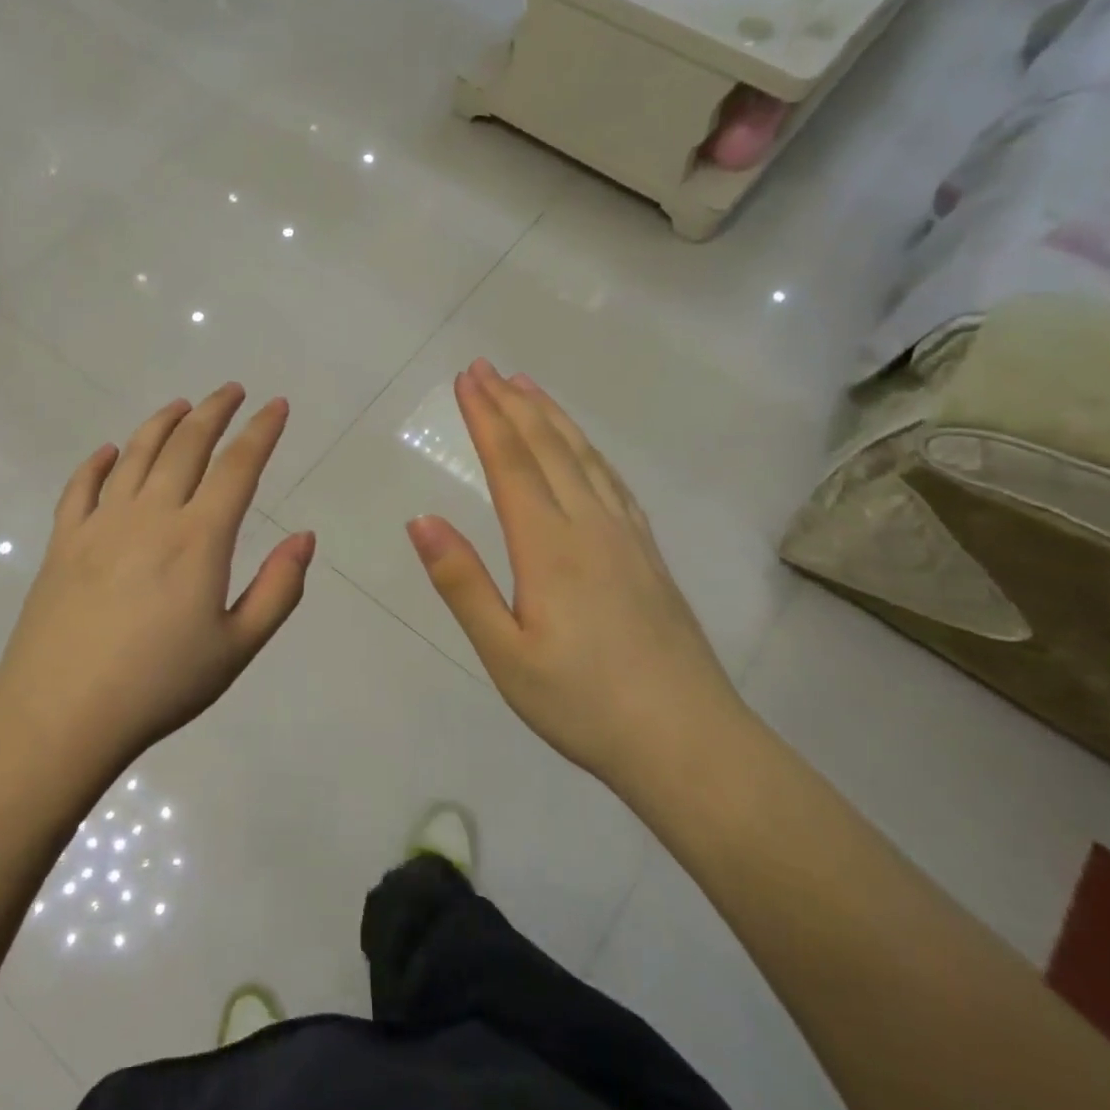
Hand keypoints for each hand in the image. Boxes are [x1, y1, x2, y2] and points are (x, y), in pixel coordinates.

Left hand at [0, 384, 315, 773]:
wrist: (61, 715)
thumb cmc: (159, 685)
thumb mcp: (237, 648)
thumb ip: (279, 590)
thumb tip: (305, 537)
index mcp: (198, 539)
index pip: (237, 467)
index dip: (261, 432)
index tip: (276, 406)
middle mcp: (150, 515)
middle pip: (186, 445)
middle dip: (214, 411)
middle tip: (232, 390)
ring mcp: (100, 524)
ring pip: (135, 454)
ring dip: (162, 423)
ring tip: (181, 405)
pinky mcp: (63, 541)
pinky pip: (80, 486)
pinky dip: (97, 462)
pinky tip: (108, 451)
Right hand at [406, 360, 744, 790]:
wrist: (689, 743)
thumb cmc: (582, 704)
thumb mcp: (505, 654)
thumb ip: (462, 583)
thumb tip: (420, 519)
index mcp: (550, 546)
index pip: (511, 464)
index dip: (486, 417)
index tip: (465, 378)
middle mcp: (591, 526)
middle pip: (548, 449)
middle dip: (513, 403)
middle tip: (486, 366)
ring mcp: (627, 538)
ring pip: (586, 459)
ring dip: (553, 418)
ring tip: (529, 388)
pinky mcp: (649, 555)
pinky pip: (615, 483)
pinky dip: (591, 452)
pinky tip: (586, 451)